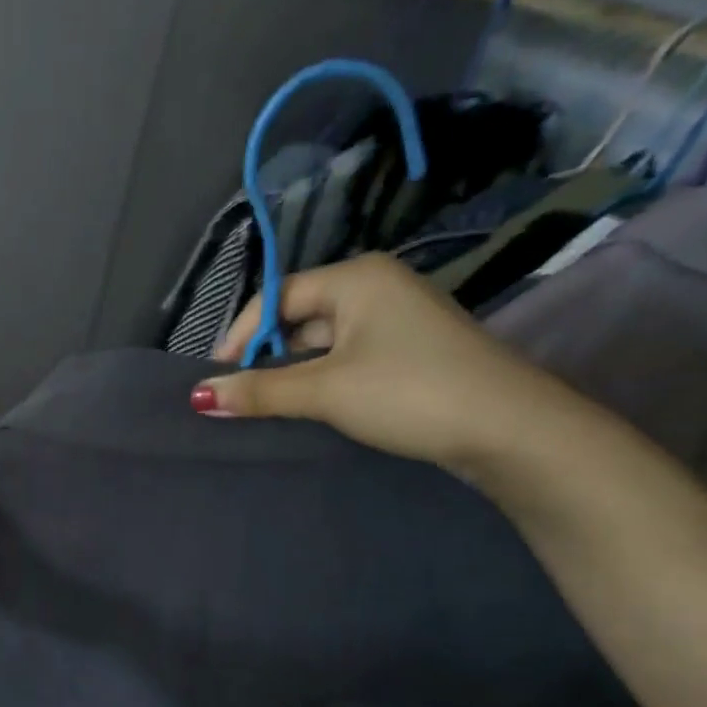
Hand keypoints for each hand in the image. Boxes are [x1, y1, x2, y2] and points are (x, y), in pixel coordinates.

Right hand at [195, 254, 579, 470]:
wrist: (508, 428)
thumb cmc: (408, 392)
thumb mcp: (325, 391)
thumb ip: (259, 390)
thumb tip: (198, 396)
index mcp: (356, 278)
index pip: (276, 297)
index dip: (240, 337)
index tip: (218, 381)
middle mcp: (376, 288)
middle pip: (298, 316)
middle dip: (266, 357)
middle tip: (241, 398)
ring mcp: (397, 320)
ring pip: (322, 342)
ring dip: (293, 373)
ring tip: (268, 408)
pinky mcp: (409, 352)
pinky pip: (347, 358)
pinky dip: (322, 380)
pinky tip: (311, 408)